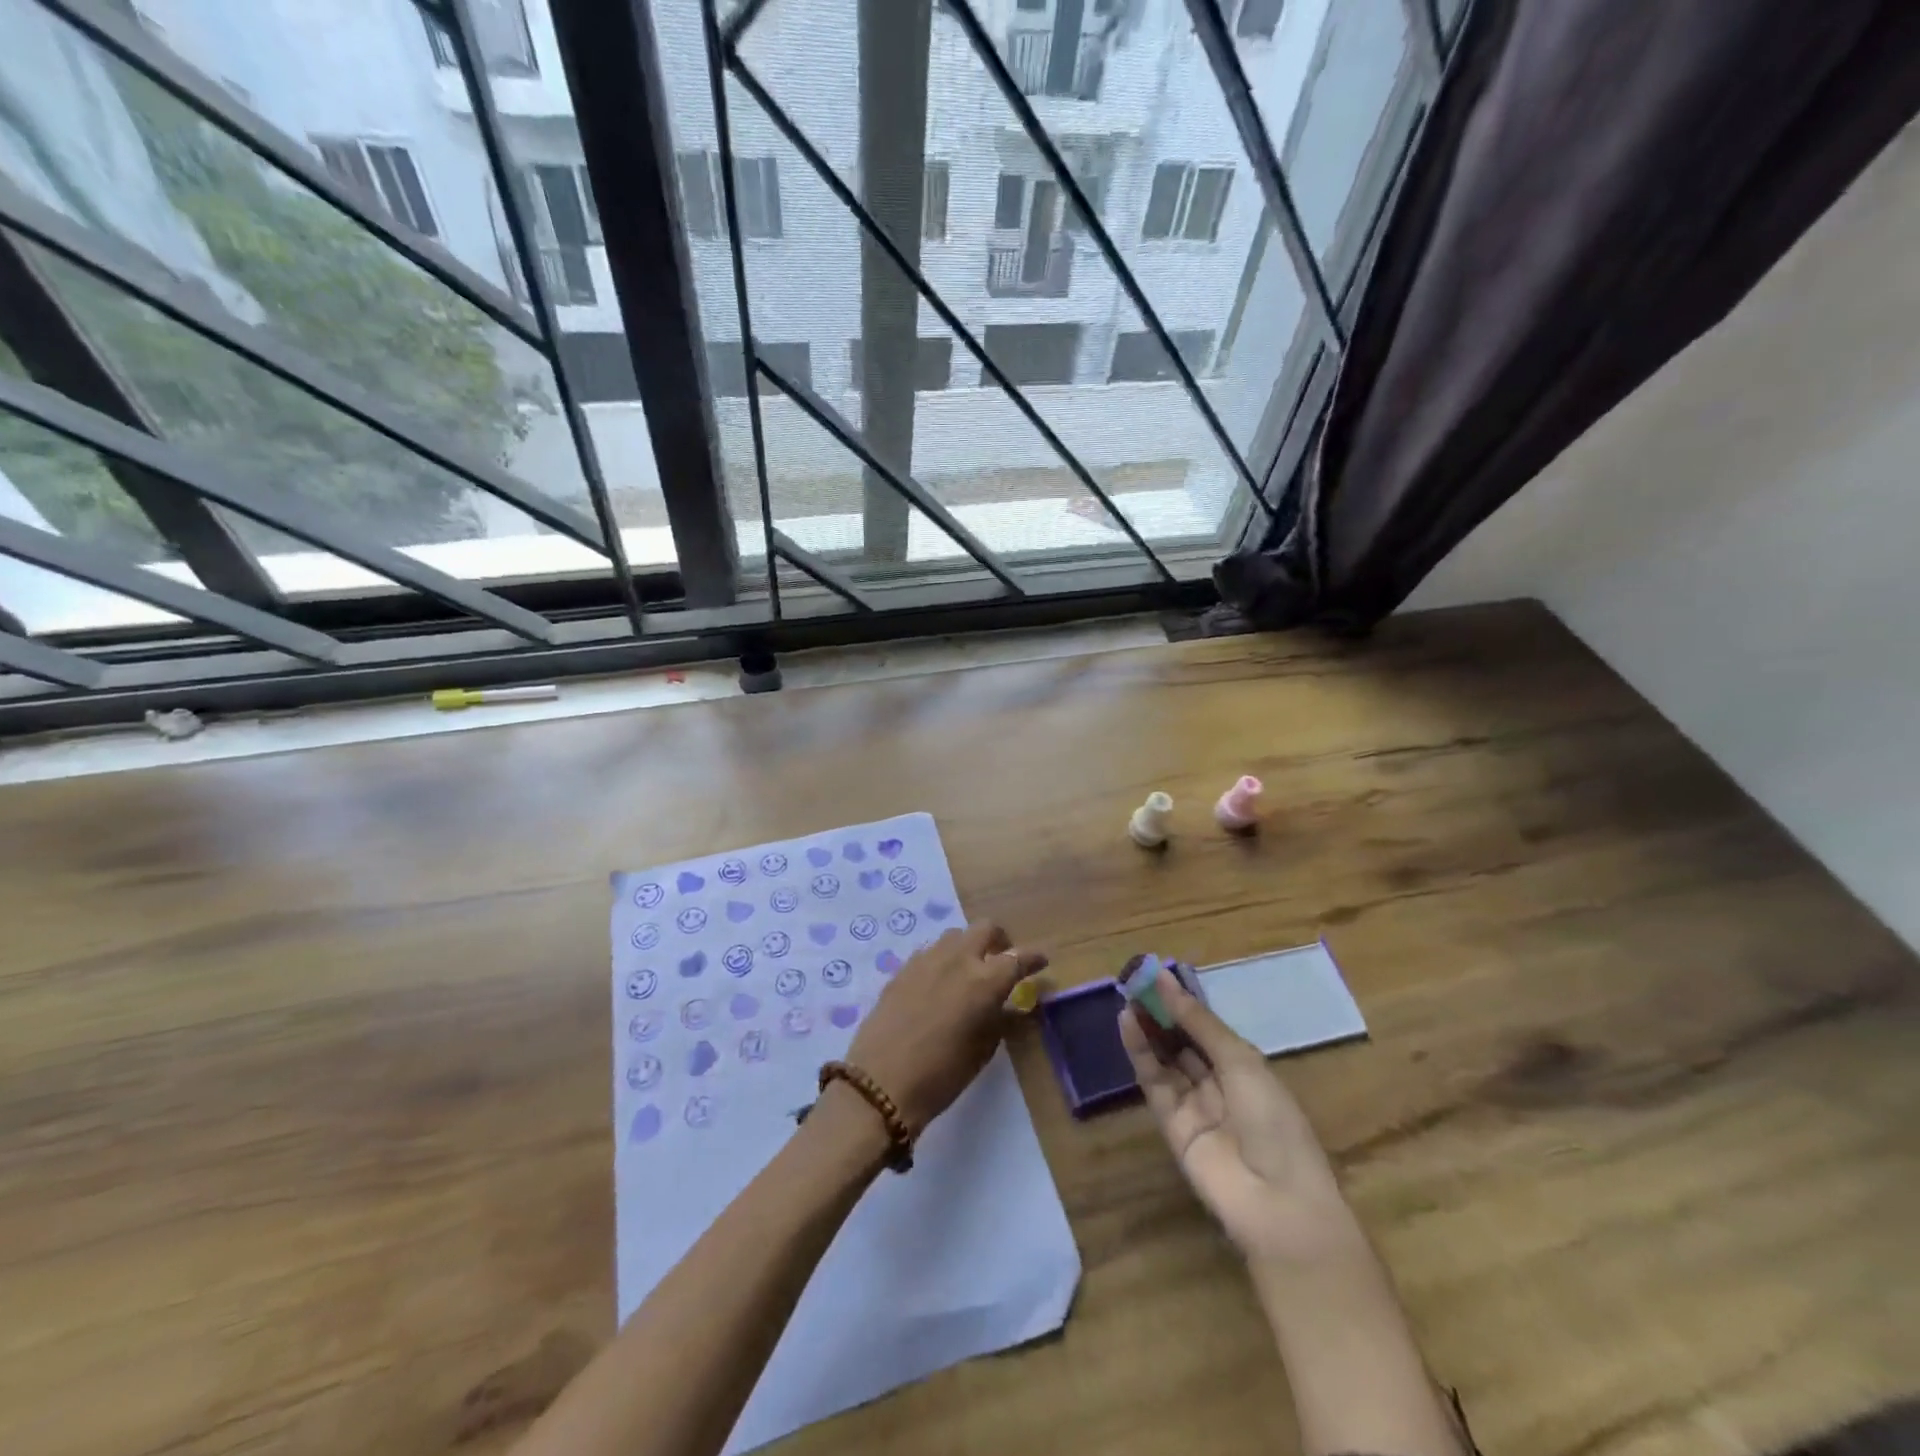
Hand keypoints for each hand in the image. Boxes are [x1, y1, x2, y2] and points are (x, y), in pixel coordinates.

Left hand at [847, 922, 1045, 1135]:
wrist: (881, 1083)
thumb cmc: (942, 1075)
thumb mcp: (983, 1050)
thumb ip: (1002, 1020)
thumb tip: (1014, 1006)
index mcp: (984, 981)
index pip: (1018, 957)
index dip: (1034, 958)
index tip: (1041, 961)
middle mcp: (958, 959)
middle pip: (985, 929)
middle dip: (999, 940)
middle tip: (1002, 960)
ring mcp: (926, 960)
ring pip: (955, 936)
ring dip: (968, 946)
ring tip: (969, 970)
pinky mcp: (902, 969)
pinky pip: (930, 952)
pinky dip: (943, 959)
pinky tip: (940, 983)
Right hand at [1120, 975, 1352, 1263]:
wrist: (1277, 1201)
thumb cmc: (1273, 1121)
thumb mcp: (1241, 1061)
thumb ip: (1200, 1023)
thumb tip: (1167, 982)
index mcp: (1245, 1069)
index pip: (1208, 1029)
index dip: (1184, 1003)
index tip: (1157, 975)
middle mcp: (1219, 1084)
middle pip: (1184, 1043)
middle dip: (1162, 1014)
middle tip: (1135, 982)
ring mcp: (1194, 1106)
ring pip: (1165, 1060)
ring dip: (1148, 1029)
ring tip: (1128, 997)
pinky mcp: (1171, 1125)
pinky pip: (1154, 1083)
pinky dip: (1140, 1053)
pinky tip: (1128, 1024)